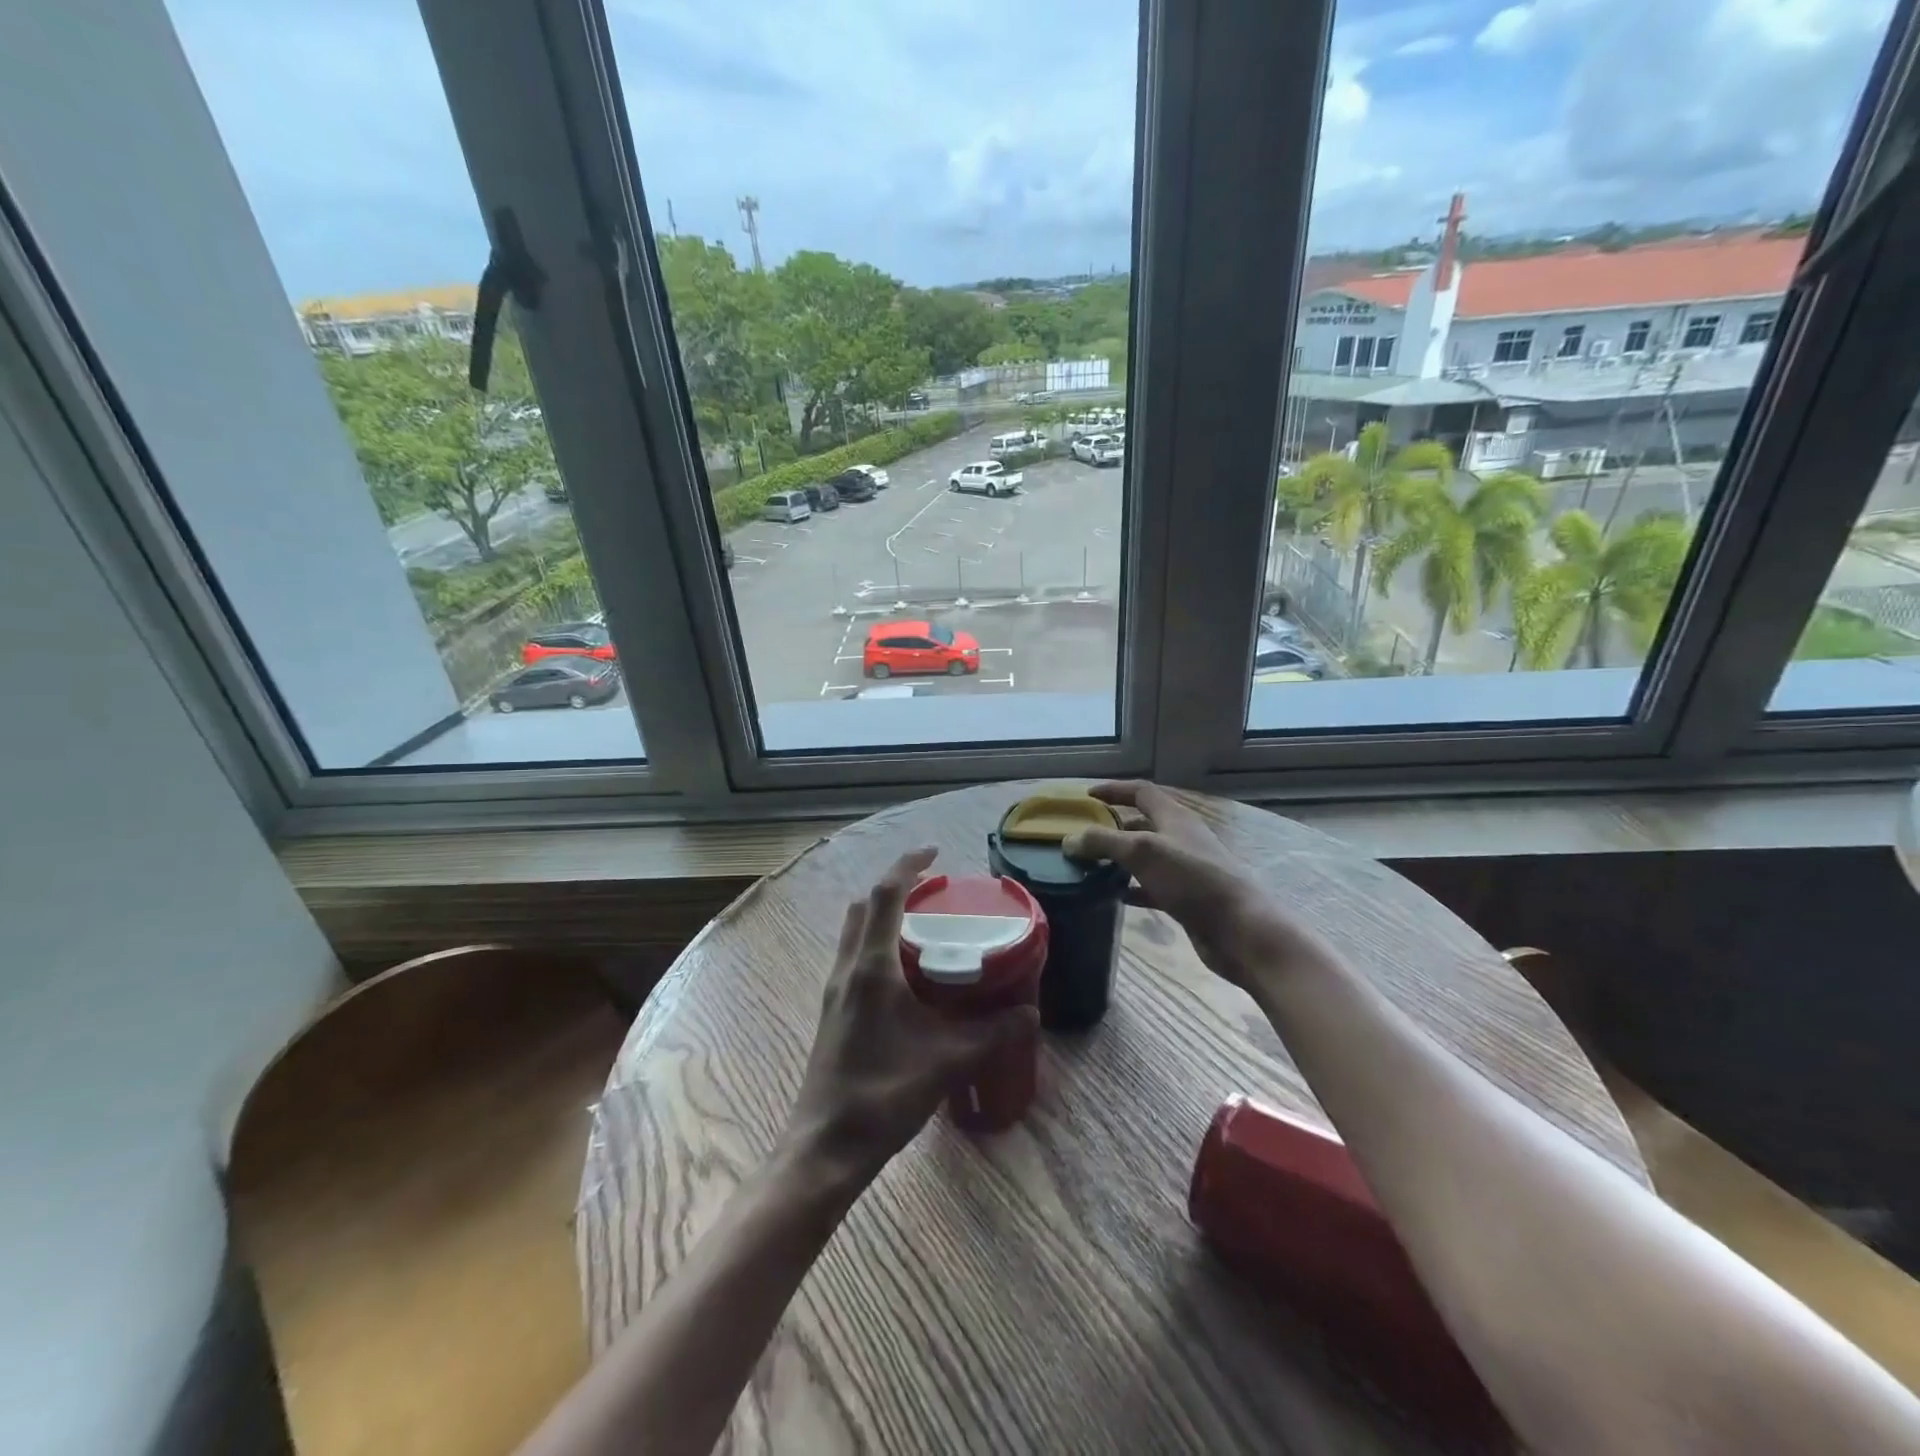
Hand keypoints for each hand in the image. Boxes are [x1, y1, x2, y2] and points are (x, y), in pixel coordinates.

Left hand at [783, 848, 1038, 1181]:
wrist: (827, 1147)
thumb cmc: (883, 1096)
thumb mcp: (946, 1062)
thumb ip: (991, 1034)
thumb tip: (1030, 1013)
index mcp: (871, 969)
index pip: (885, 896)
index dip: (907, 866)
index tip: (934, 853)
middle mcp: (848, 969)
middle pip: (865, 907)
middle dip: (895, 888)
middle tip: (933, 892)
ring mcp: (835, 990)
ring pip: (855, 932)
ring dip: (883, 916)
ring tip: (922, 926)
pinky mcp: (833, 1010)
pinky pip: (854, 956)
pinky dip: (877, 944)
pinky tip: (906, 974)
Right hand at [1064, 782, 1317, 985]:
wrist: (1240, 929)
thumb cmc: (1193, 880)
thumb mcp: (1142, 852)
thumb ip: (1103, 842)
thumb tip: (1069, 840)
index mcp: (1174, 818)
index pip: (1141, 792)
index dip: (1114, 790)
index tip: (1086, 796)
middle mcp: (1180, 838)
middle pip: (1142, 823)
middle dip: (1112, 826)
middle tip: (1081, 836)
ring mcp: (1185, 870)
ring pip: (1145, 857)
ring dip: (1119, 859)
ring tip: (1089, 866)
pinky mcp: (1186, 899)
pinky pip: (1151, 887)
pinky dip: (1131, 888)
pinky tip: (1112, 896)